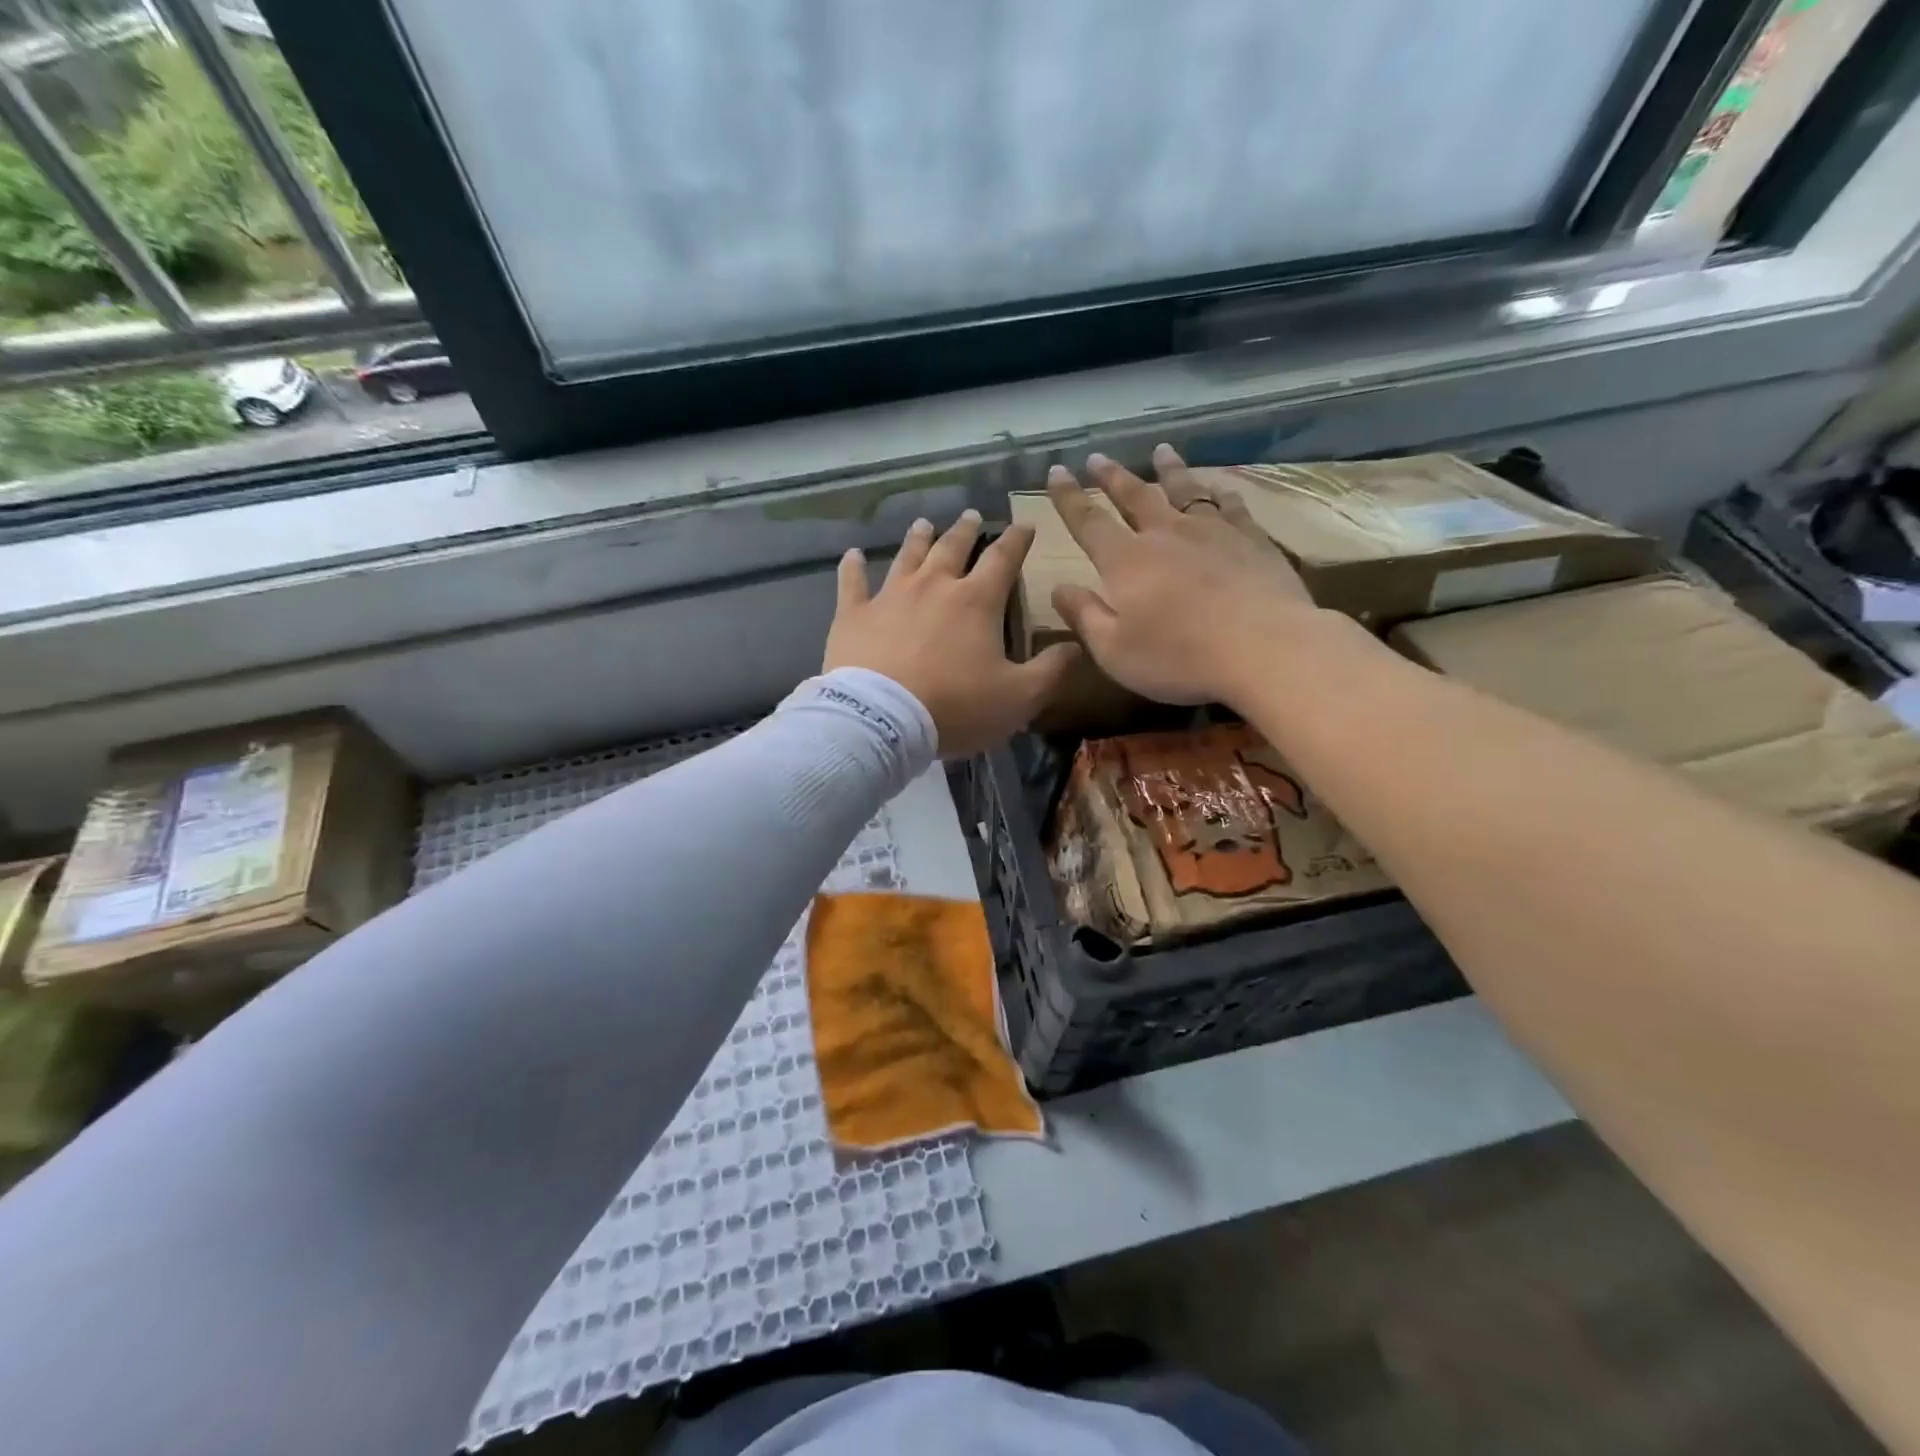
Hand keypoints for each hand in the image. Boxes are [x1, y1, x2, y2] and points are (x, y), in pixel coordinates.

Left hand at [825, 510, 1081, 757]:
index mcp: (976, 600)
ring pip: (907, 556)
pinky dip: (853, 567)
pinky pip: (852, 582)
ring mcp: (890, 596)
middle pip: (952, 548)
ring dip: (918, 539)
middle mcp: (934, 586)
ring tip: (924, 524)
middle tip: (970, 517)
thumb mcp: (1019, 697)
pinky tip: (852, 554)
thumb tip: (1077, 644)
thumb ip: (1051, 670)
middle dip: (966, 530)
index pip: (1003, 558)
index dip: (1017, 539)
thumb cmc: (956, 707)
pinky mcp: (854, 614)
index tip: (1025, 524)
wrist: (882, 721)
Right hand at [1047, 445, 1336, 707]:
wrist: (1265, 649)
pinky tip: (1218, 486)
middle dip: (1111, 476)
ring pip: (1184, 489)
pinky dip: (1219, 491)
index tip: (1056, 471)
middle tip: (1097, 457)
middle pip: (1134, 496)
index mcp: (1125, 561)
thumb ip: (1085, 616)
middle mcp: (1165, 534)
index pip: (1088, 521)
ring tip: (1161, 450)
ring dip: (1168, 469)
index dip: (1069, 497)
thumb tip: (1059, 588)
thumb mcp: (1114, 651)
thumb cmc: (1179, 658)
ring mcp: (1212, 532)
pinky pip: (1230, 505)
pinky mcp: (1252, 539)